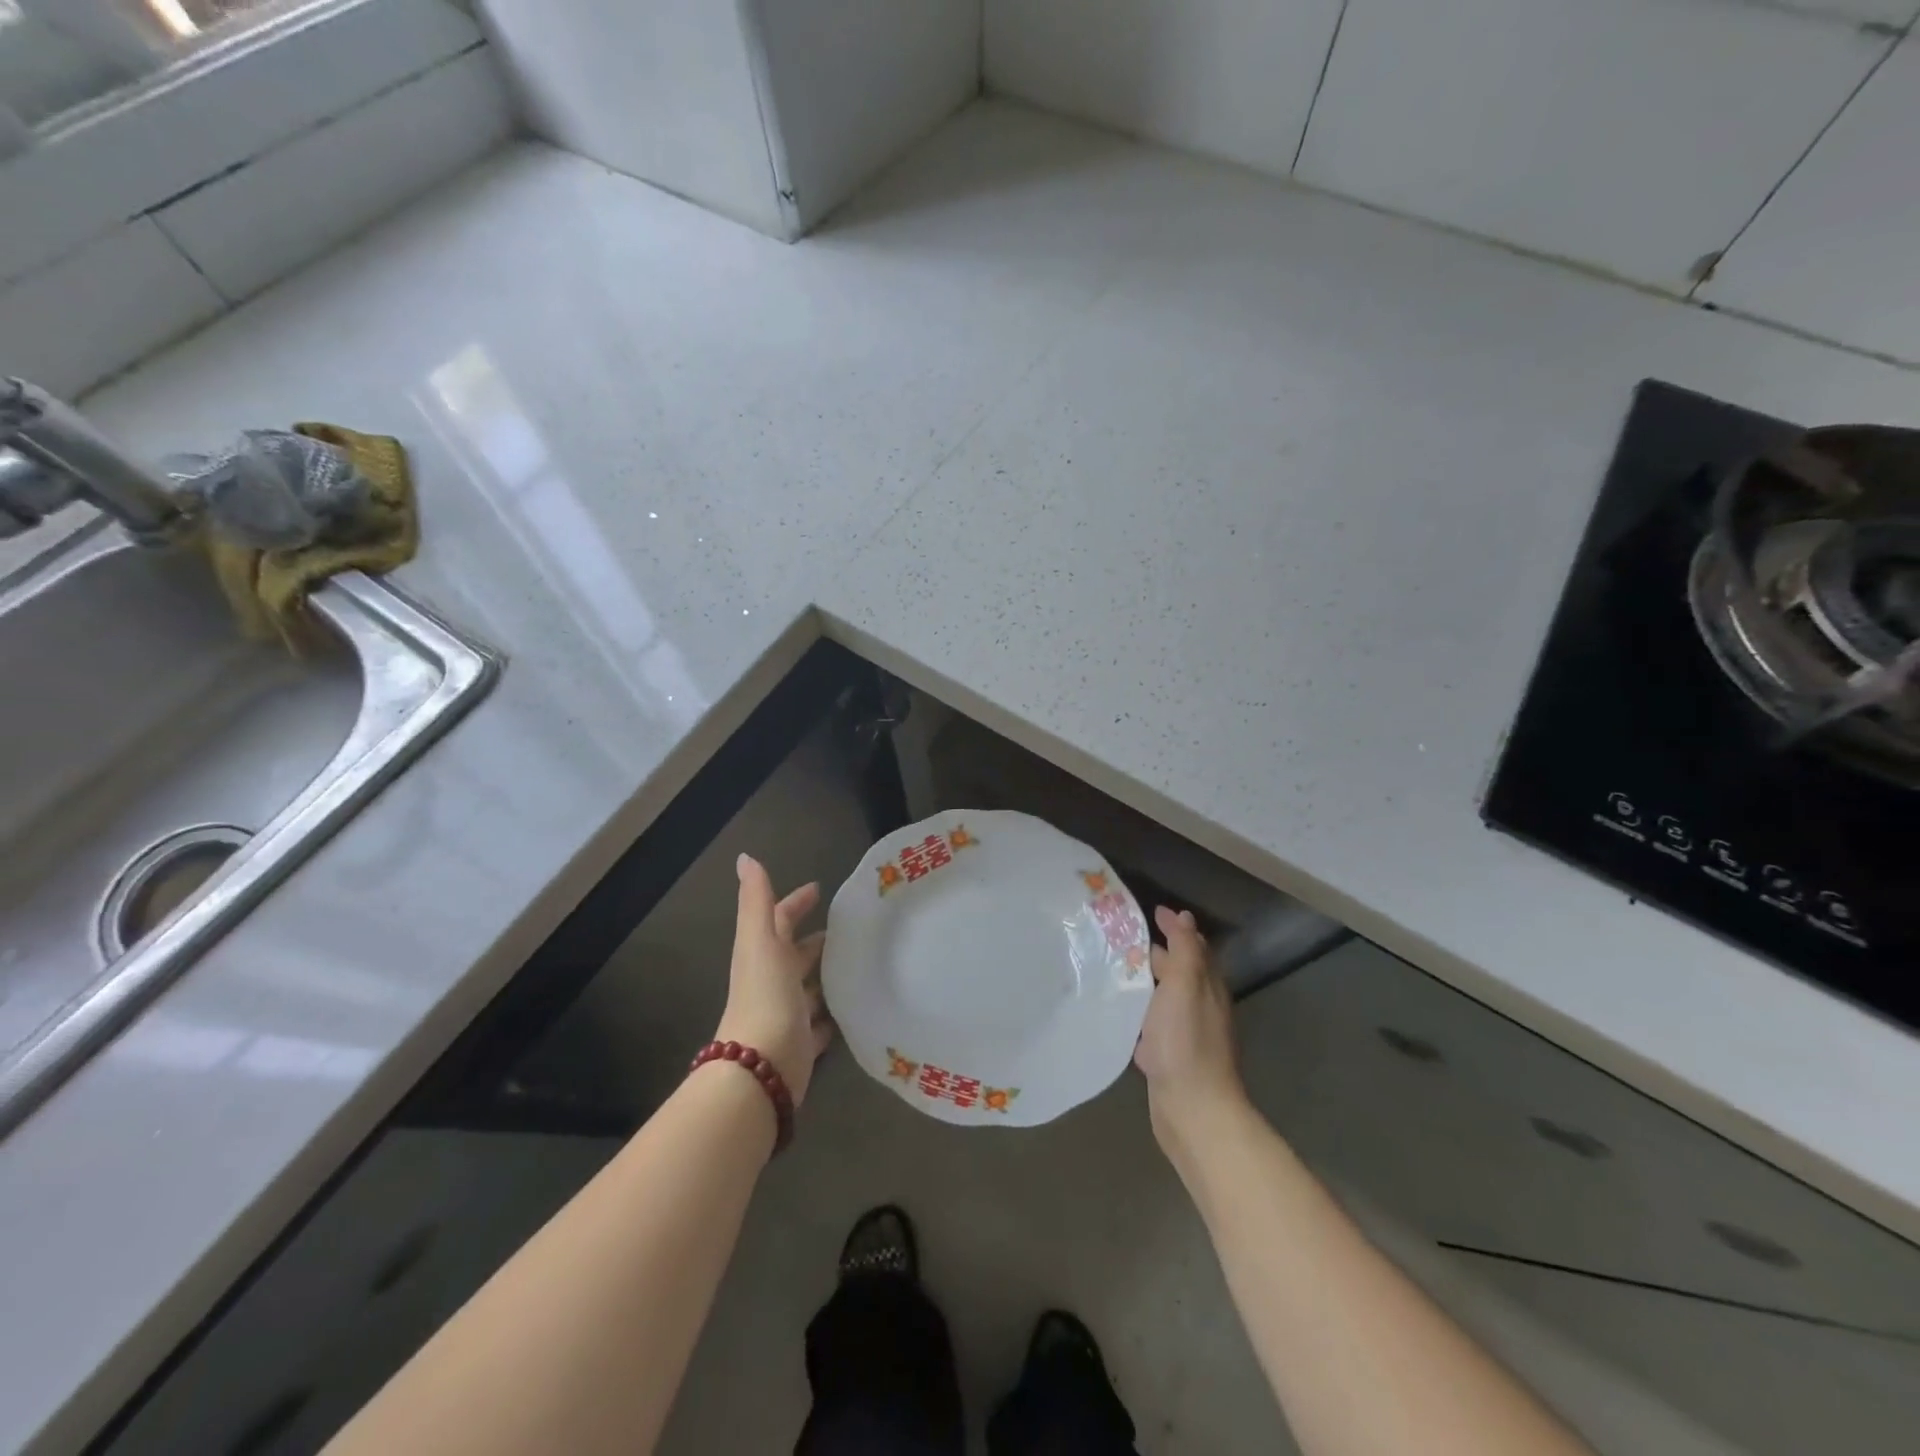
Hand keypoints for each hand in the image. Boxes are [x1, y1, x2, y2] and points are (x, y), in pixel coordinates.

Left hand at [714, 854, 833, 1104]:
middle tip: (849, 926)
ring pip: (809, 987)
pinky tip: (854, 1007)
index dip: (795, 902)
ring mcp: (788, 1013)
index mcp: (762, 955)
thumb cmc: (764, 996)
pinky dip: (833, 1013)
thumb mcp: (760, 940)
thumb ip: (756, 901)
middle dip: (816, 939)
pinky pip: (821, 1023)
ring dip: (827, 974)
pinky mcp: (803, 1043)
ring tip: (860, 961)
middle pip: (795, 954)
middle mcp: (773, 981)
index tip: (819, 888)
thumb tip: (745, 857)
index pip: (778, 919)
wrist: (761, 1068)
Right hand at [1135, 906, 1245, 1149]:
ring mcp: (1185, 1034)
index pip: (1193, 946)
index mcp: (1207, 986)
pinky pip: (1152, 1025)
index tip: (1150, 912)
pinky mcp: (1168, 1057)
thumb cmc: (1186, 1040)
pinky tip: (1118, 1014)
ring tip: (1111, 969)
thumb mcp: (1186, 984)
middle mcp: (1200, 1006)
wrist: (1192, 1108)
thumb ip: (1185, 949)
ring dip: (1143, 982)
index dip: (1174, 927)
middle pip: (1178, 971)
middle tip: (1119, 938)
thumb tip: (1184, 916)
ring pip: (1163, 998)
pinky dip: (1138, 1013)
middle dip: (1155, 952)